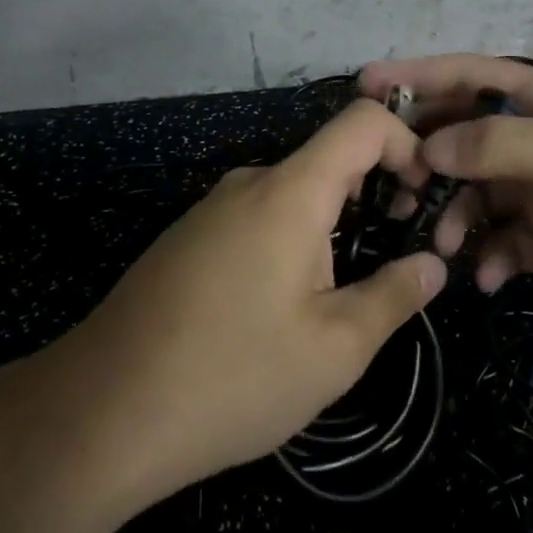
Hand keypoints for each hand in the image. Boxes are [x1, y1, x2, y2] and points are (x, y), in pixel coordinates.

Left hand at [68, 100, 447, 502]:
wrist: (100, 412)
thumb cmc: (232, 375)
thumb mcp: (333, 350)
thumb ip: (393, 297)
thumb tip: (432, 265)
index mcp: (292, 191)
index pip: (362, 121)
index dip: (406, 143)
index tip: (422, 198)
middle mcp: (251, 183)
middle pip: (329, 160)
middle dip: (373, 196)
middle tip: (389, 261)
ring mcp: (212, 208)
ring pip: (293, 195)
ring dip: (330, 228)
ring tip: (334, 300)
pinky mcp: (188, 238)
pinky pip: (256, 219)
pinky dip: (289, 241)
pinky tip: (276, 311)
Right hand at [359, 55, 532, 353]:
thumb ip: (504, 146)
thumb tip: (430, 146)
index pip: (473, 76)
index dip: (419, 76)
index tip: (364, 86)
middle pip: (466, 135)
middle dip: (426, 154)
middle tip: (390, 186)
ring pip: (478, 193)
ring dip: (454, 215)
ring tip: (442, 246)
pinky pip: (504, 241)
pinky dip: (487, 256)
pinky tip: (486, 279)